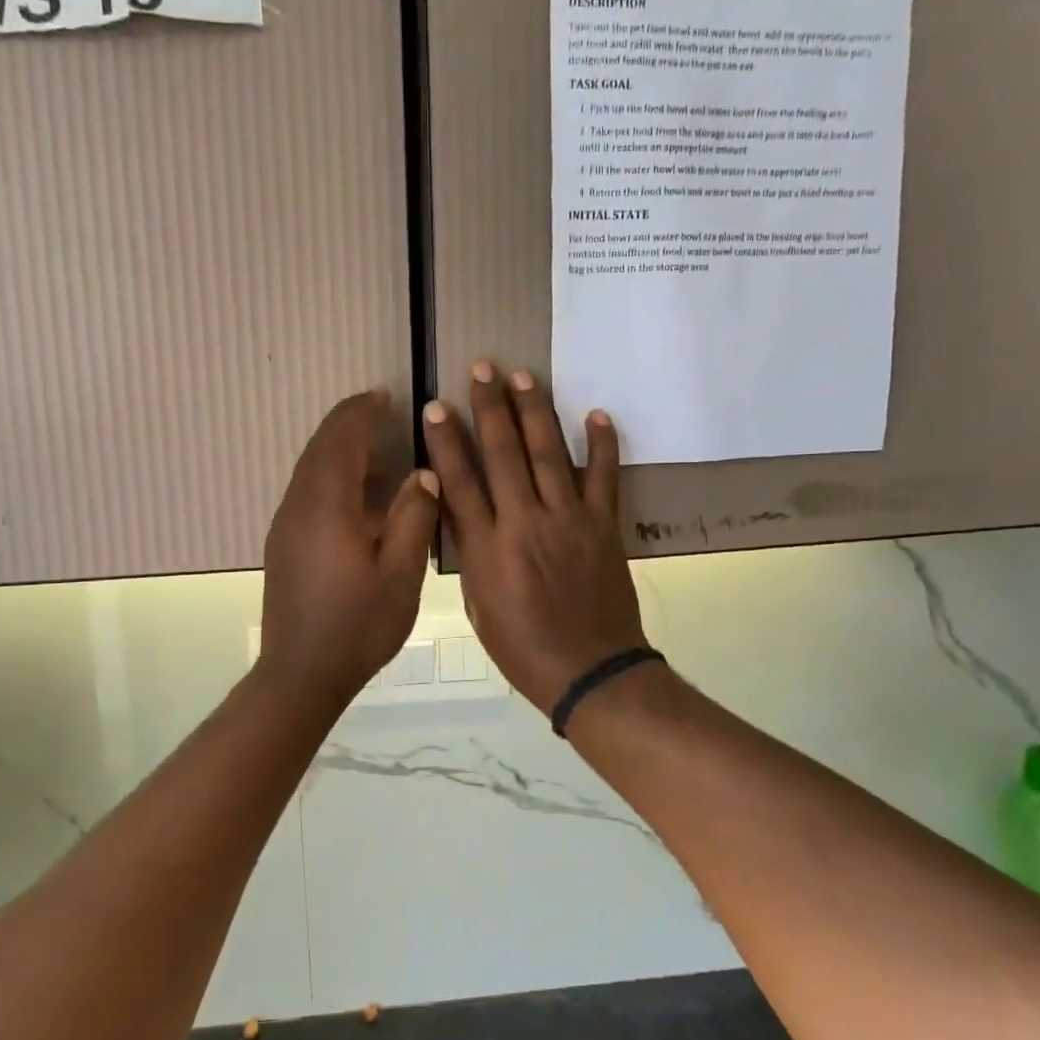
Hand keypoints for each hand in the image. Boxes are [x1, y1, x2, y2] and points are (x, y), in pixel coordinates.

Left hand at [257, 391, 438, 705]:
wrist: (301, 673)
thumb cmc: (357, 626)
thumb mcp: (399, 575)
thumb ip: (412, 518)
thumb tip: (422, 475)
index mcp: (327, 507)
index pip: (340, 441)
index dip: (360, 413)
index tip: (385, 396)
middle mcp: (298, 506)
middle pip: (319, 448)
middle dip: (347, 423)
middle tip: (380, 410)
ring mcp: (285, 524)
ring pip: (309, 468)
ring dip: (337, 447)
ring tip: (372, 443)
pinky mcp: (283, 542)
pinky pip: (305, 489)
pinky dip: (328, 471)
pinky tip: (353, 490)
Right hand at [422, 361, 647, 714]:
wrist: (590, 671)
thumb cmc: (522, 648)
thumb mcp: (478, 605)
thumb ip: (471, 552)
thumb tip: (462, 511)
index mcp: (488, 548)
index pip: (459, 482)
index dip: (446, 441)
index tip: (436, 406)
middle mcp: (525, 523)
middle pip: (504, 454)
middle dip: (490, 407)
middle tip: (482, 368)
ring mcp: (568, 521)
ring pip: (548, 454)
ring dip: (535, 412)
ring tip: (525, 376)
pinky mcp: (604, 526)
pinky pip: (604, 478)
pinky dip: (602, 445)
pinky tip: (597, 413)